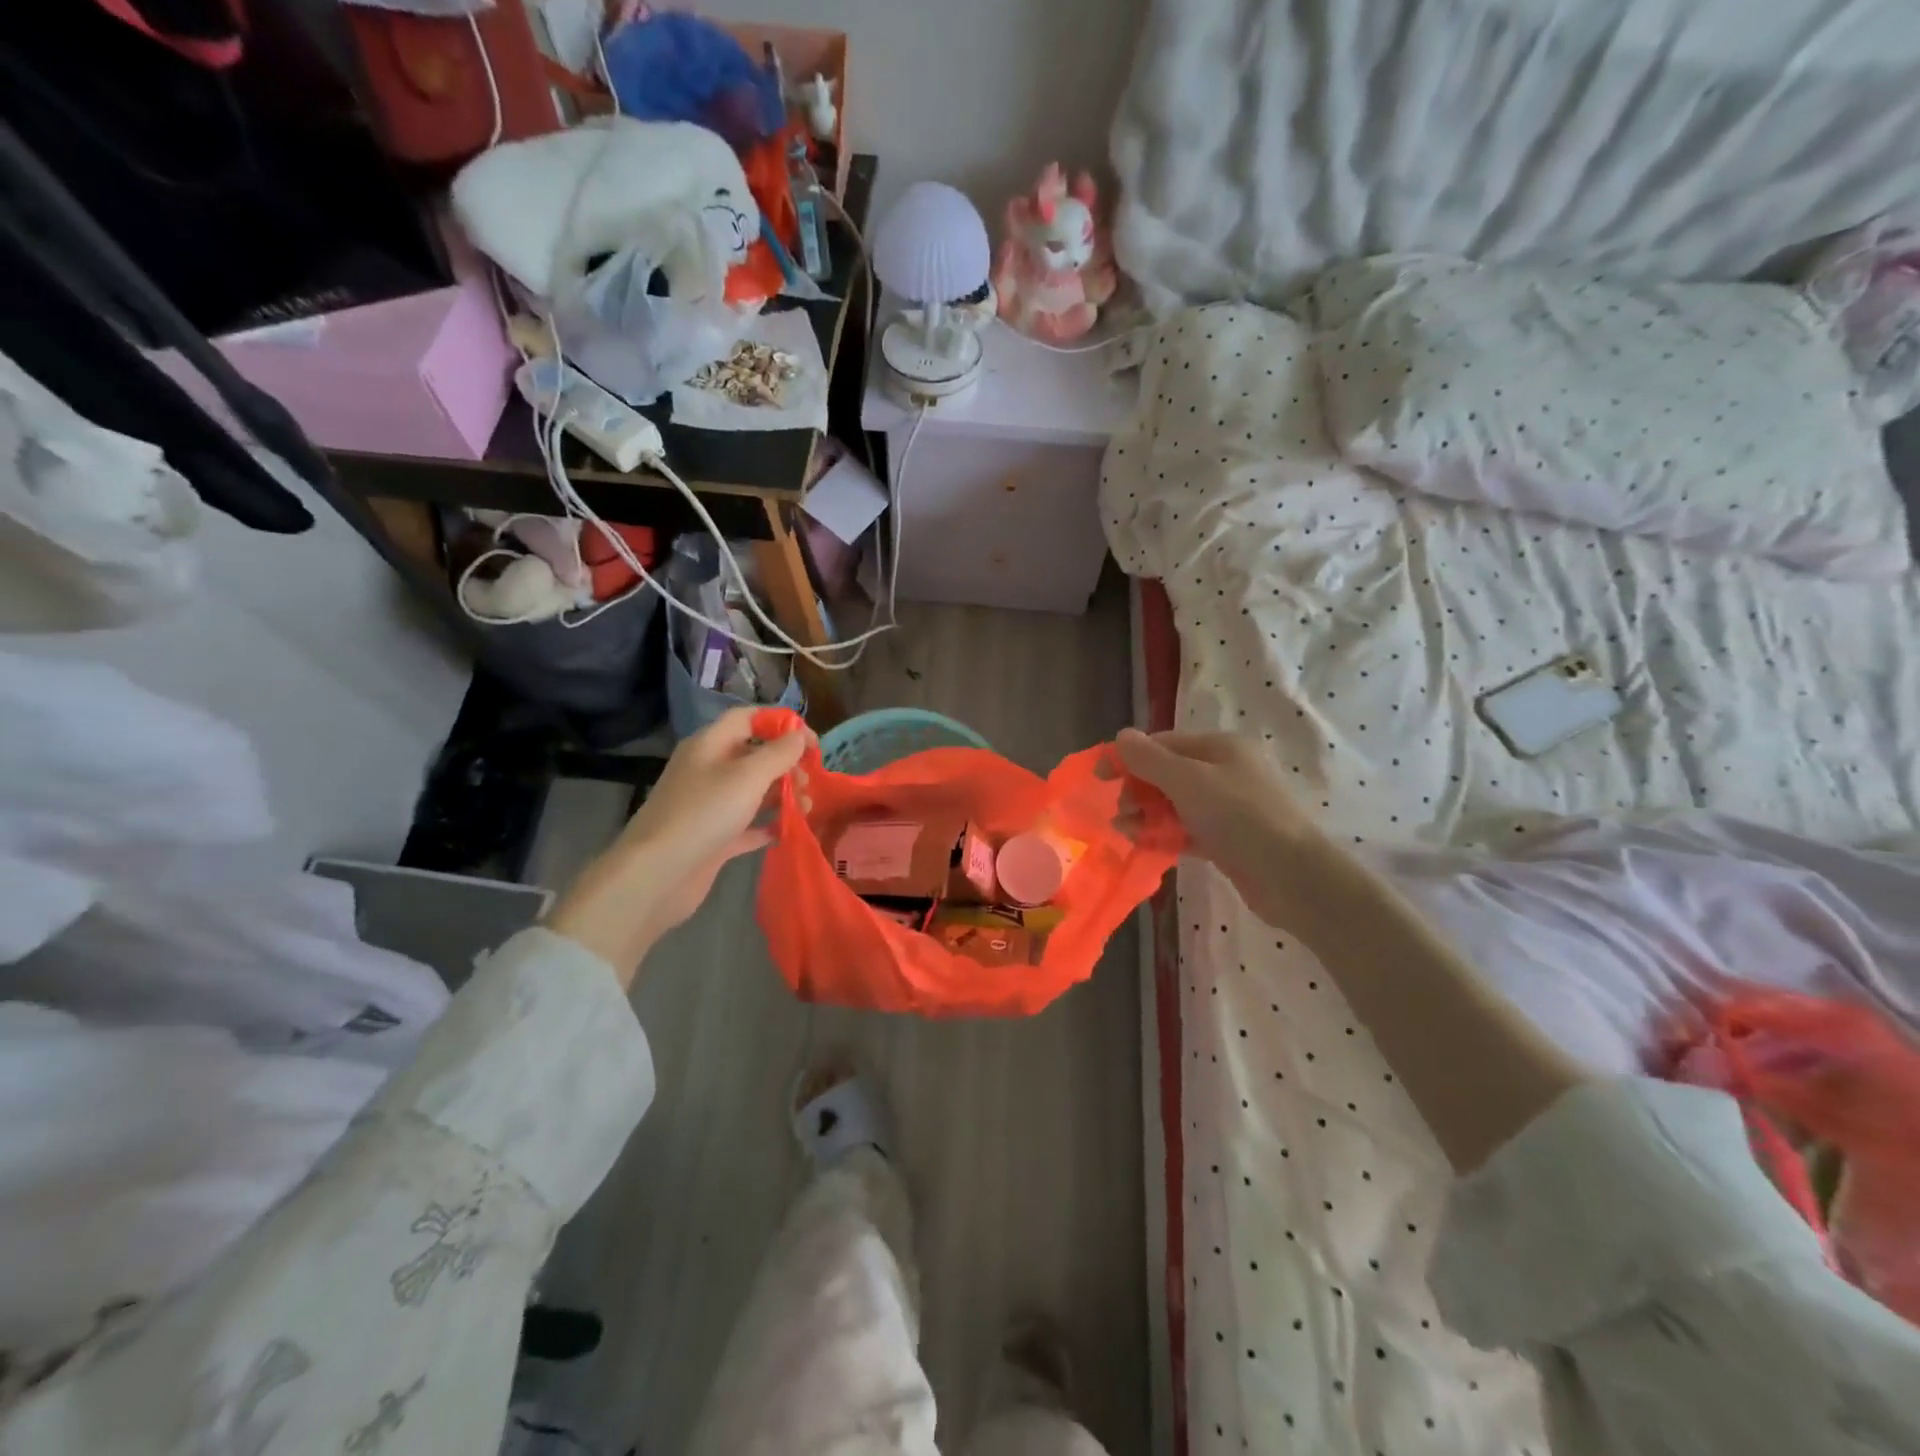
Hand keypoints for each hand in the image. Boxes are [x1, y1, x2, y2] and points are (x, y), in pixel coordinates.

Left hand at [547, 708, 810, 984]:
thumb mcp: (748, 776)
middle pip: (754, 755)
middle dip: (786, 764)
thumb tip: (801, 735)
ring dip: (782, 795)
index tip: (812, 743)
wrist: (657, 875)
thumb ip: (779, 753)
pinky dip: (768, 826)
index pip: (748, 719)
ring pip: (753, 791)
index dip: (781, 723)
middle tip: (809, 782)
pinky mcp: (713, 838)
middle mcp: (708, 769)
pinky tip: (789, 831)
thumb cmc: (704, 814)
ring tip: (806, 808)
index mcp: (710, 745)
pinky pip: (748, 825)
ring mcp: (710, 805)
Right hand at [1115, 728, 1330, 930]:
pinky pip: (1187, 830)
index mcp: (1221, 747)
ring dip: (1147, 814)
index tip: (1100, 779)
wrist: (1292, 877)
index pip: (1164, 743)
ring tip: (1125, 831)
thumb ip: (1150, 759)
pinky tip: (1145, 845)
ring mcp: (1229, 807)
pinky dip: (1166, 834)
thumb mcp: (1188, 781)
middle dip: (1138, 790)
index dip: (1130, 757)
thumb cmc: (1239, 817)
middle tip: (1119, 812)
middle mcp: (1226, 771)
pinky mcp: (1229, 839)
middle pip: (1168, 773)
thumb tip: (1120, 735)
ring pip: (1176, 804)